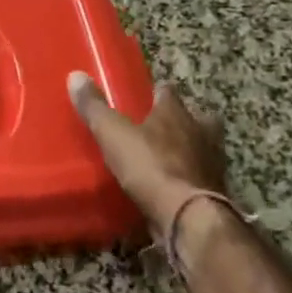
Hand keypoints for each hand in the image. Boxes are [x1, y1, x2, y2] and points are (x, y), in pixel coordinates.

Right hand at [68, 72, 228, 238]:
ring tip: (168, 159)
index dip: (157, 93)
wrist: (189, 217)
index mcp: (176, 113)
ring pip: (204, 148)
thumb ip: (95, 107)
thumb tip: (76, 75)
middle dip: (183, 121)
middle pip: (197, 118)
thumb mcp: (113, 134)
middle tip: (162, 128)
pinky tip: (174, 188)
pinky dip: (190, 180)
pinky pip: (201, 179)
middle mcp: (200, 132)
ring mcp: (212, 163)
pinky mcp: (216, 194)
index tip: (145, 96)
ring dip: (190, 151)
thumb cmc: (151, 166)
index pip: (168, 92)